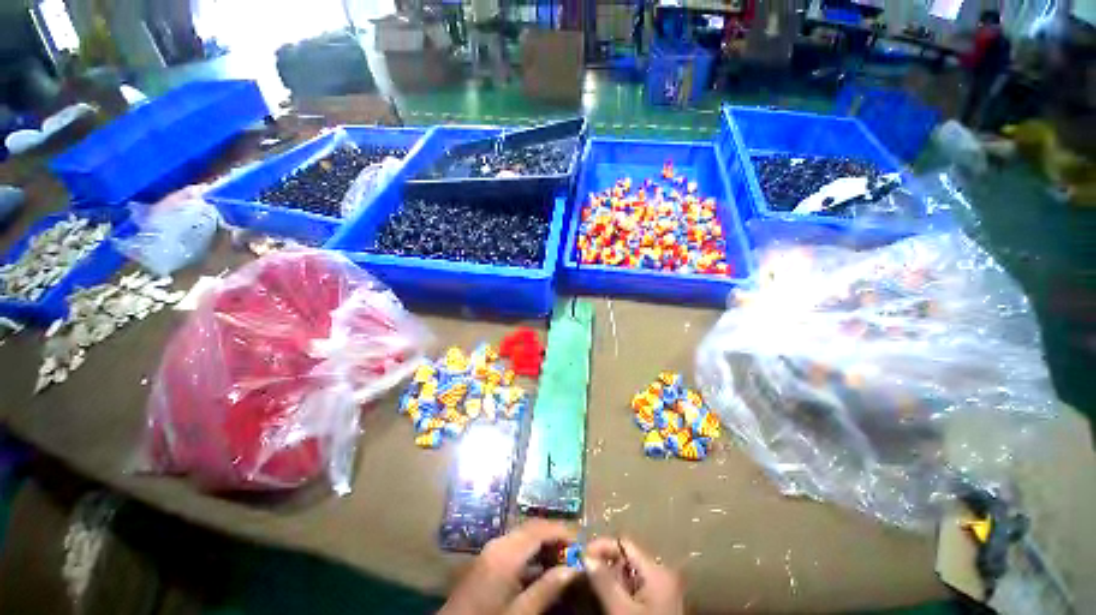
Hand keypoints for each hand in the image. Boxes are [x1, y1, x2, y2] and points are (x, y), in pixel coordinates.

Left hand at [440, 520, 579, 614]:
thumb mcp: (520, 612)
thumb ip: (547, 589)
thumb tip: (574, 569)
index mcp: (506, 553)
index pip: (539, 530)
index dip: (561, 531)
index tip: (580, 541)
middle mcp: (499, 543)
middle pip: (532, 528)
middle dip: (554, 534)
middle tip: (573, 549)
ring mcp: (491, 549)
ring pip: (524, 535)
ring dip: (543, 541)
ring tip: (562, 557)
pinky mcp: (488, 558)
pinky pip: (515, 545)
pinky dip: (531, 550)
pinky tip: (541, 567)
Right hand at [584, 538, 684, 614]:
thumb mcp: (621, 610)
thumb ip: (603, 581)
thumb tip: (585, 557)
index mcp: (656, 569)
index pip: (624, 544)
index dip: (601, 546)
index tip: (581, 557)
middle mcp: (660, 573)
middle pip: (626, 558)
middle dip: (604, 564)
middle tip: (584, 574)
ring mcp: (661, 589)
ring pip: (629, 574)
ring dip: (610, 578)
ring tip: (593, 587)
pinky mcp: (659, 603)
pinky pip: (635, 588)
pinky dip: (620, 590)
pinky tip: (608, 599)